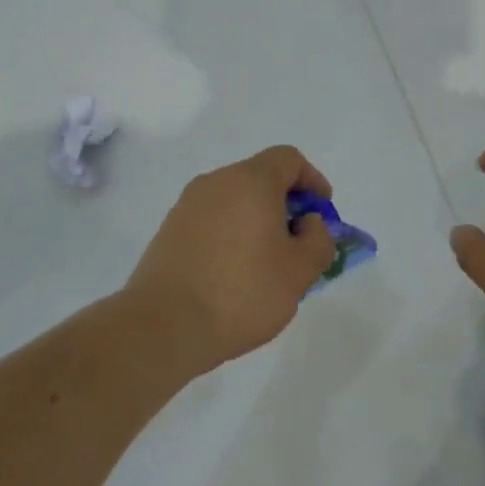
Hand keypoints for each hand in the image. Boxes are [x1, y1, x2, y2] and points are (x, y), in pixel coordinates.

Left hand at [126, 146, 336, 369]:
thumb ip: (319, 240)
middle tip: (298, 244)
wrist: (163, 326)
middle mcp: (217, 182)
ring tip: (266, 265)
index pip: (289, 159)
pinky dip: (230, 235)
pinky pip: (212, 221)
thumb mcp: (300, 271)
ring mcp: (187, 206)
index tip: (321, 213)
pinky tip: (233, 275)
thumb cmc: (242, 292)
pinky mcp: (169, 231)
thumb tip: (308, 224)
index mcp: (251, 181)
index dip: (312, 180)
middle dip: (286, 205)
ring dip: (257, 222)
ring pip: (234, 201)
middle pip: (260, 178)